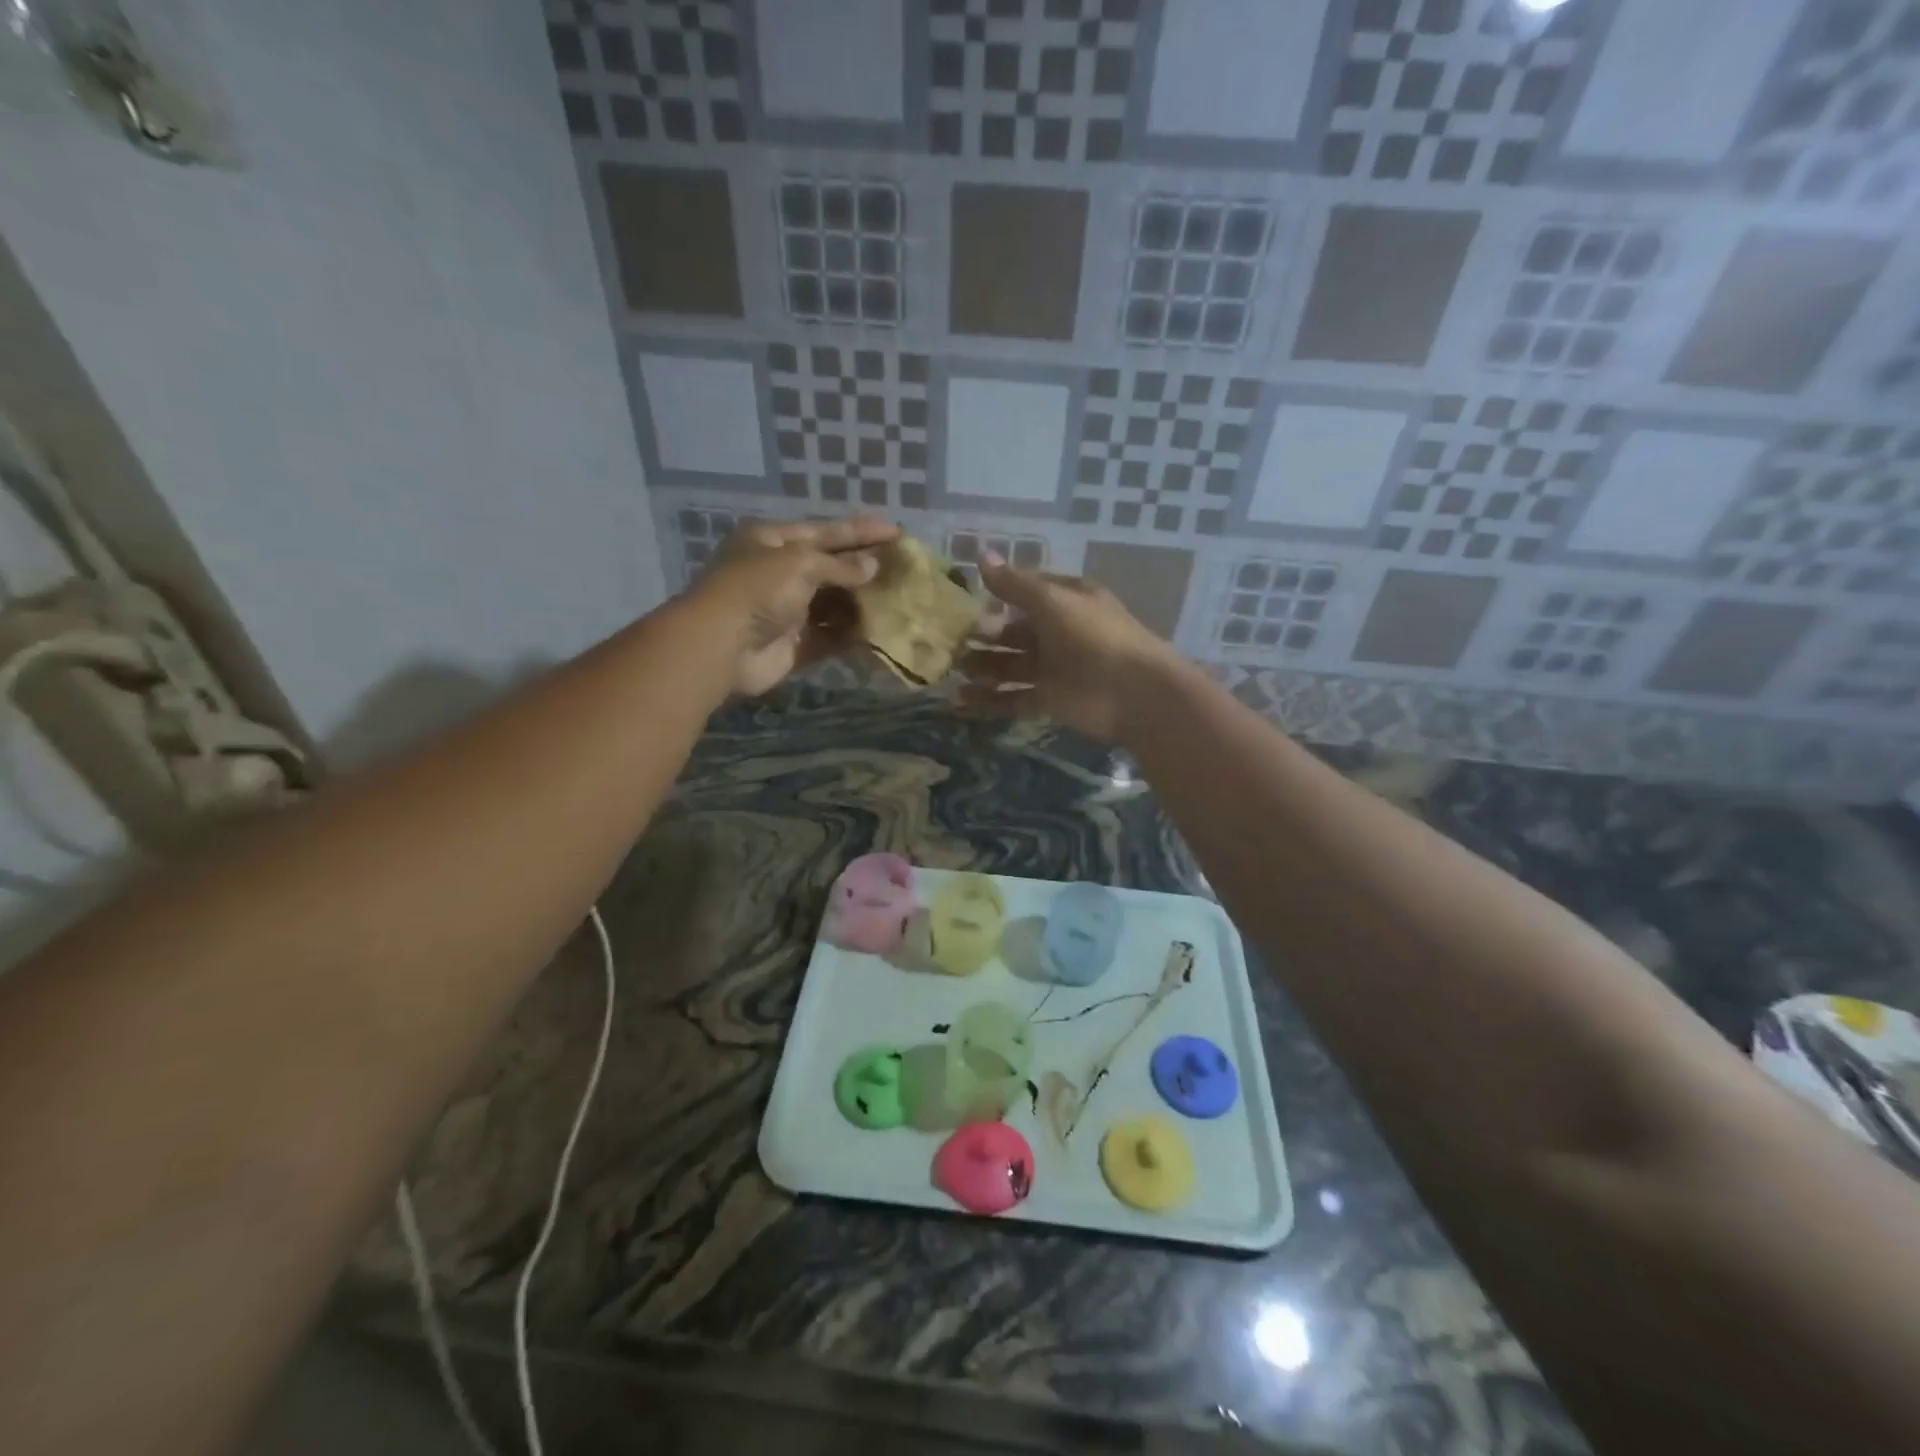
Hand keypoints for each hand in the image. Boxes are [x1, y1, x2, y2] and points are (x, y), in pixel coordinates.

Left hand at [686, 515, 898, 695]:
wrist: (722, 647)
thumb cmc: (757, 590)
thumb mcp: (799, 563)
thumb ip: (839, 565)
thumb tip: (873, 567)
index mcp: (772, 541)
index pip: (824, 531)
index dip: (860, 531)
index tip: (896, 531)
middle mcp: (778, 573)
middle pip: (830, 567)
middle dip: (864, 567)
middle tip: (903, 566)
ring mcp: (787, 610)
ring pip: (832, 603)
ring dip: (862, 601)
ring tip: (899, 597)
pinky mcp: (795, 644)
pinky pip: (830, 635)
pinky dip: (852, 633)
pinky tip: (881, 629)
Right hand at [958, 553, 1177, 741]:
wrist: (1133, 692)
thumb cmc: (1093, 636)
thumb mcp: (1052, 600)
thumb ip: (1013, 584)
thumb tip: (979, 554)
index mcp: (1065, 601)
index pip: (1025, 592)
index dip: (996, 594)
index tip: (961, 600)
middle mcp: (1059, 632)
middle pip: (1013, 632)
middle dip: (983, 636)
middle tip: (948, 642)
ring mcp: (1054, 668)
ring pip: (1010, 666)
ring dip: (982, 667)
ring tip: (951, 671)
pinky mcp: (1050, 700)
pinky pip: (1014, 698)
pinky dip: (990, 700)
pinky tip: (961, 700)